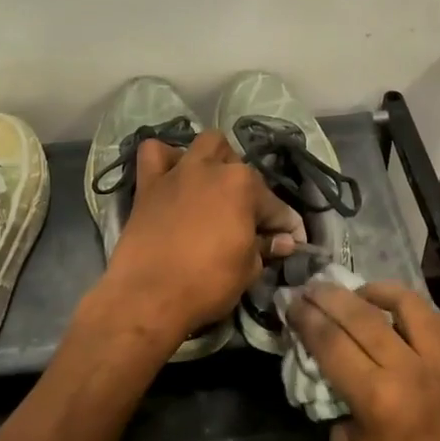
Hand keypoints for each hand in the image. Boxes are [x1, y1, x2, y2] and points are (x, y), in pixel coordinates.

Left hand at [98, 131, 301, 343]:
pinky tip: (174, 177)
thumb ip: (265, 248)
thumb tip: (281, 242)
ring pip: (206, 144)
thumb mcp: (248, 270)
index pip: (276, 206)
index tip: (291, 242)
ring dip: (216, 161)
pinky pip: (154, 153)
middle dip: (251, 193)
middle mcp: (212, 169)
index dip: (287, 226)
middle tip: (249, 222)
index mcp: (243, 186)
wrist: (148, 296)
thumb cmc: (206, 284)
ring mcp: (178, 172)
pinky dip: (167, 159)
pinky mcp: (148, 184)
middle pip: (242, 170)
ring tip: (216, 187)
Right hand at [289, 281, 439, 440]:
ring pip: (409, 306)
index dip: (307, 318)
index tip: (291, 302)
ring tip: (357, 291)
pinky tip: (395, 311)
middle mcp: (411, 371)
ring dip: (377, 292)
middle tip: (311, 287)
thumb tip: (334, 373)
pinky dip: (412, 310)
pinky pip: (438, 323)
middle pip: (363, 316)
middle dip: (331, 297)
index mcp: (378, 398)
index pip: (332, 342)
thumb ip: (340, 405)